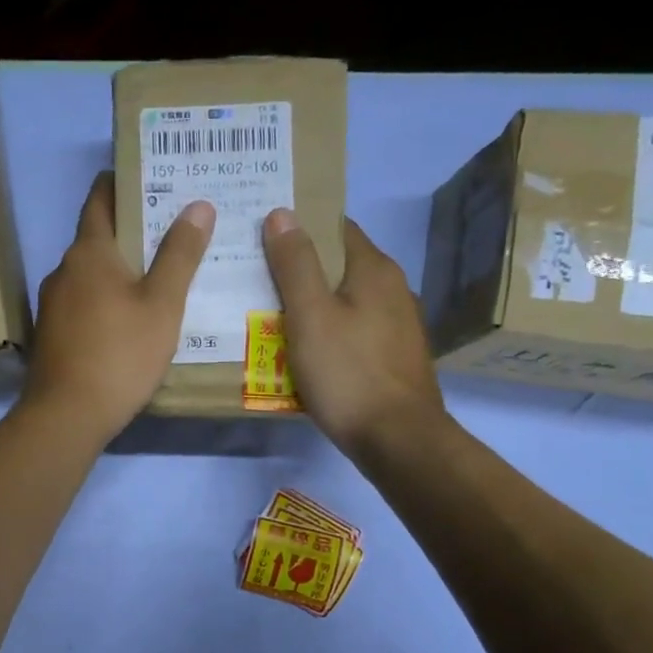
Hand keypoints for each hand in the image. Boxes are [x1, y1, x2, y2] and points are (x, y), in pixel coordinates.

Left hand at [23, 173, 214, 443]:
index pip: (101, 198)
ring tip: (159, 274)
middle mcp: (63, 270)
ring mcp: (52, 304)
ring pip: (91, 274)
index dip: (123, 181)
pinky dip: (107, 299)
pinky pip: (84, 303)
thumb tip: (197, 205)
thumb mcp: (162, 304)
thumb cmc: (120, 354)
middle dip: (132, 229)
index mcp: (88, 252)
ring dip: (120, 269)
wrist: (66, 415)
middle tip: (173, 228)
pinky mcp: (52, 334)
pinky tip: (131, 318)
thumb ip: (180, 254)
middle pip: (98, 237)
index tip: (151, 174)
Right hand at [262, 208, 449, 463]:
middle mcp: (393, 288)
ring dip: (313, 303)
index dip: (299, 226)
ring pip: (346, 300)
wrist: (398, 438)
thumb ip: (295, 264)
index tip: (261, 235)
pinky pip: (354, 330)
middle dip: (300, 268)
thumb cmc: (348, 373)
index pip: (335, 227)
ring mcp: (398, 324)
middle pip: (339, 265)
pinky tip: (304, 350)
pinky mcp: (394, 355)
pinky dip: (328, 331)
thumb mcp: (310, 316)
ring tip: (270, 315)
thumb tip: (282, 213)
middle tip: (255, 278)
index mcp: (374, 269)